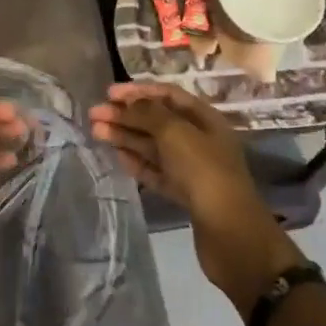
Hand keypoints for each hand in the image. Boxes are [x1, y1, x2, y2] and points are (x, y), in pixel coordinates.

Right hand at [90, 82, 304, 315]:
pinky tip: (117, 156)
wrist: (231, 233)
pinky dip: (137, 162)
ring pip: (153, 146)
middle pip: (157, 120)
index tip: (109, 93)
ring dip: (126, 136)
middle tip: (94, 115)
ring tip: (97, 132)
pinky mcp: (184, 193)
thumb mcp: (175, 133)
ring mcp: (192, 168)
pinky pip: (156, 171)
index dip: (138, 91)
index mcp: (205, 119)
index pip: (168, 95)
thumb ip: (148, 113)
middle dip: (126, 115)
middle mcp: (199, 140)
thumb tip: (128, 103)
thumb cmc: (204, 172)